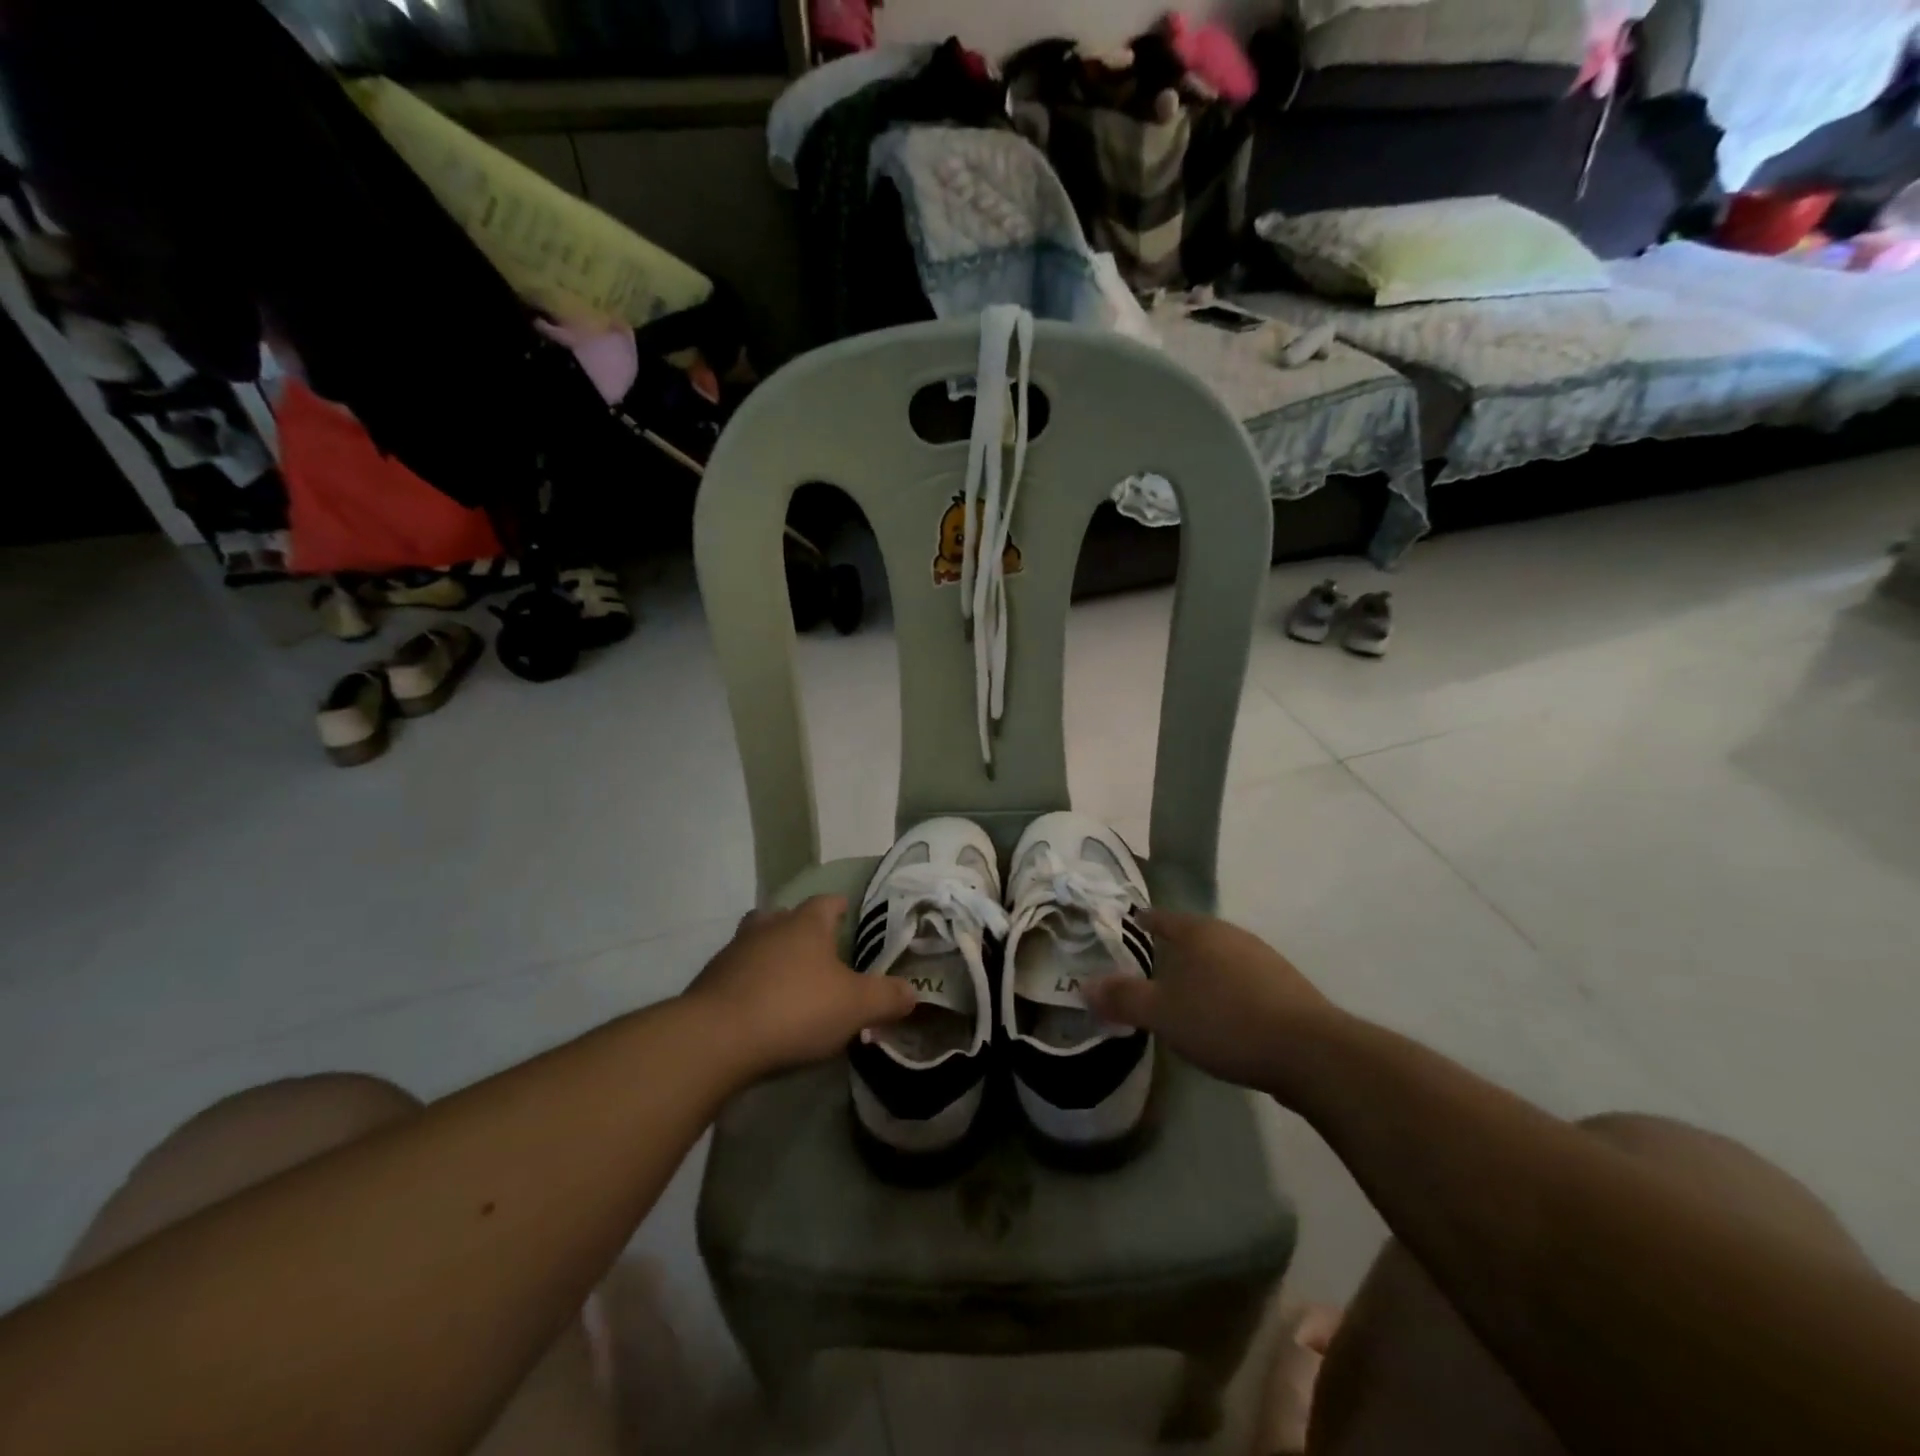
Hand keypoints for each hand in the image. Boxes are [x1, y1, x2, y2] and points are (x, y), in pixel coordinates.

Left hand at [683, 896, 916, 1078]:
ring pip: (755, 941)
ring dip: (770, 954)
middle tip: (817, 950)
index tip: (848, 914)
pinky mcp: (709, 982)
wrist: (716, 1039)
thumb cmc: (795, 1009)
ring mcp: (733, 953)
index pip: (827, 902)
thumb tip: (912, 992)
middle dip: (799, 928)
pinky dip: (748, 983)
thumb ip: (887, 998)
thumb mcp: (856, 1007)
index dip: (839, 907)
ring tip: (786, 980)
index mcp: (805, 924)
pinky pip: (736, 974)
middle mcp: (768, 927)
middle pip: (784, 915)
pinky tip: (758, 1008)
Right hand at [1087, 908, 1339, 1095]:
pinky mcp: (1287, 989)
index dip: (1140, 923)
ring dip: (1201, 974)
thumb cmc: (1225, 1021)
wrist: (1311, 1053)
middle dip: (1171, 951)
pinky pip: (1243, 982)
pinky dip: (1226, 993)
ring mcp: (1264, 960)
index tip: (1124, 930)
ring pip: (1220, 959)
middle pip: (1192, 936)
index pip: (1160, 917)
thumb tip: (1083, 986)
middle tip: (1148, 971)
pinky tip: (1224, 1019)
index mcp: (1199, 932)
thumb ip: (1123, 998)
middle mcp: (1231, 935)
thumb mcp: (1163, 1014)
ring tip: (1183, 998)